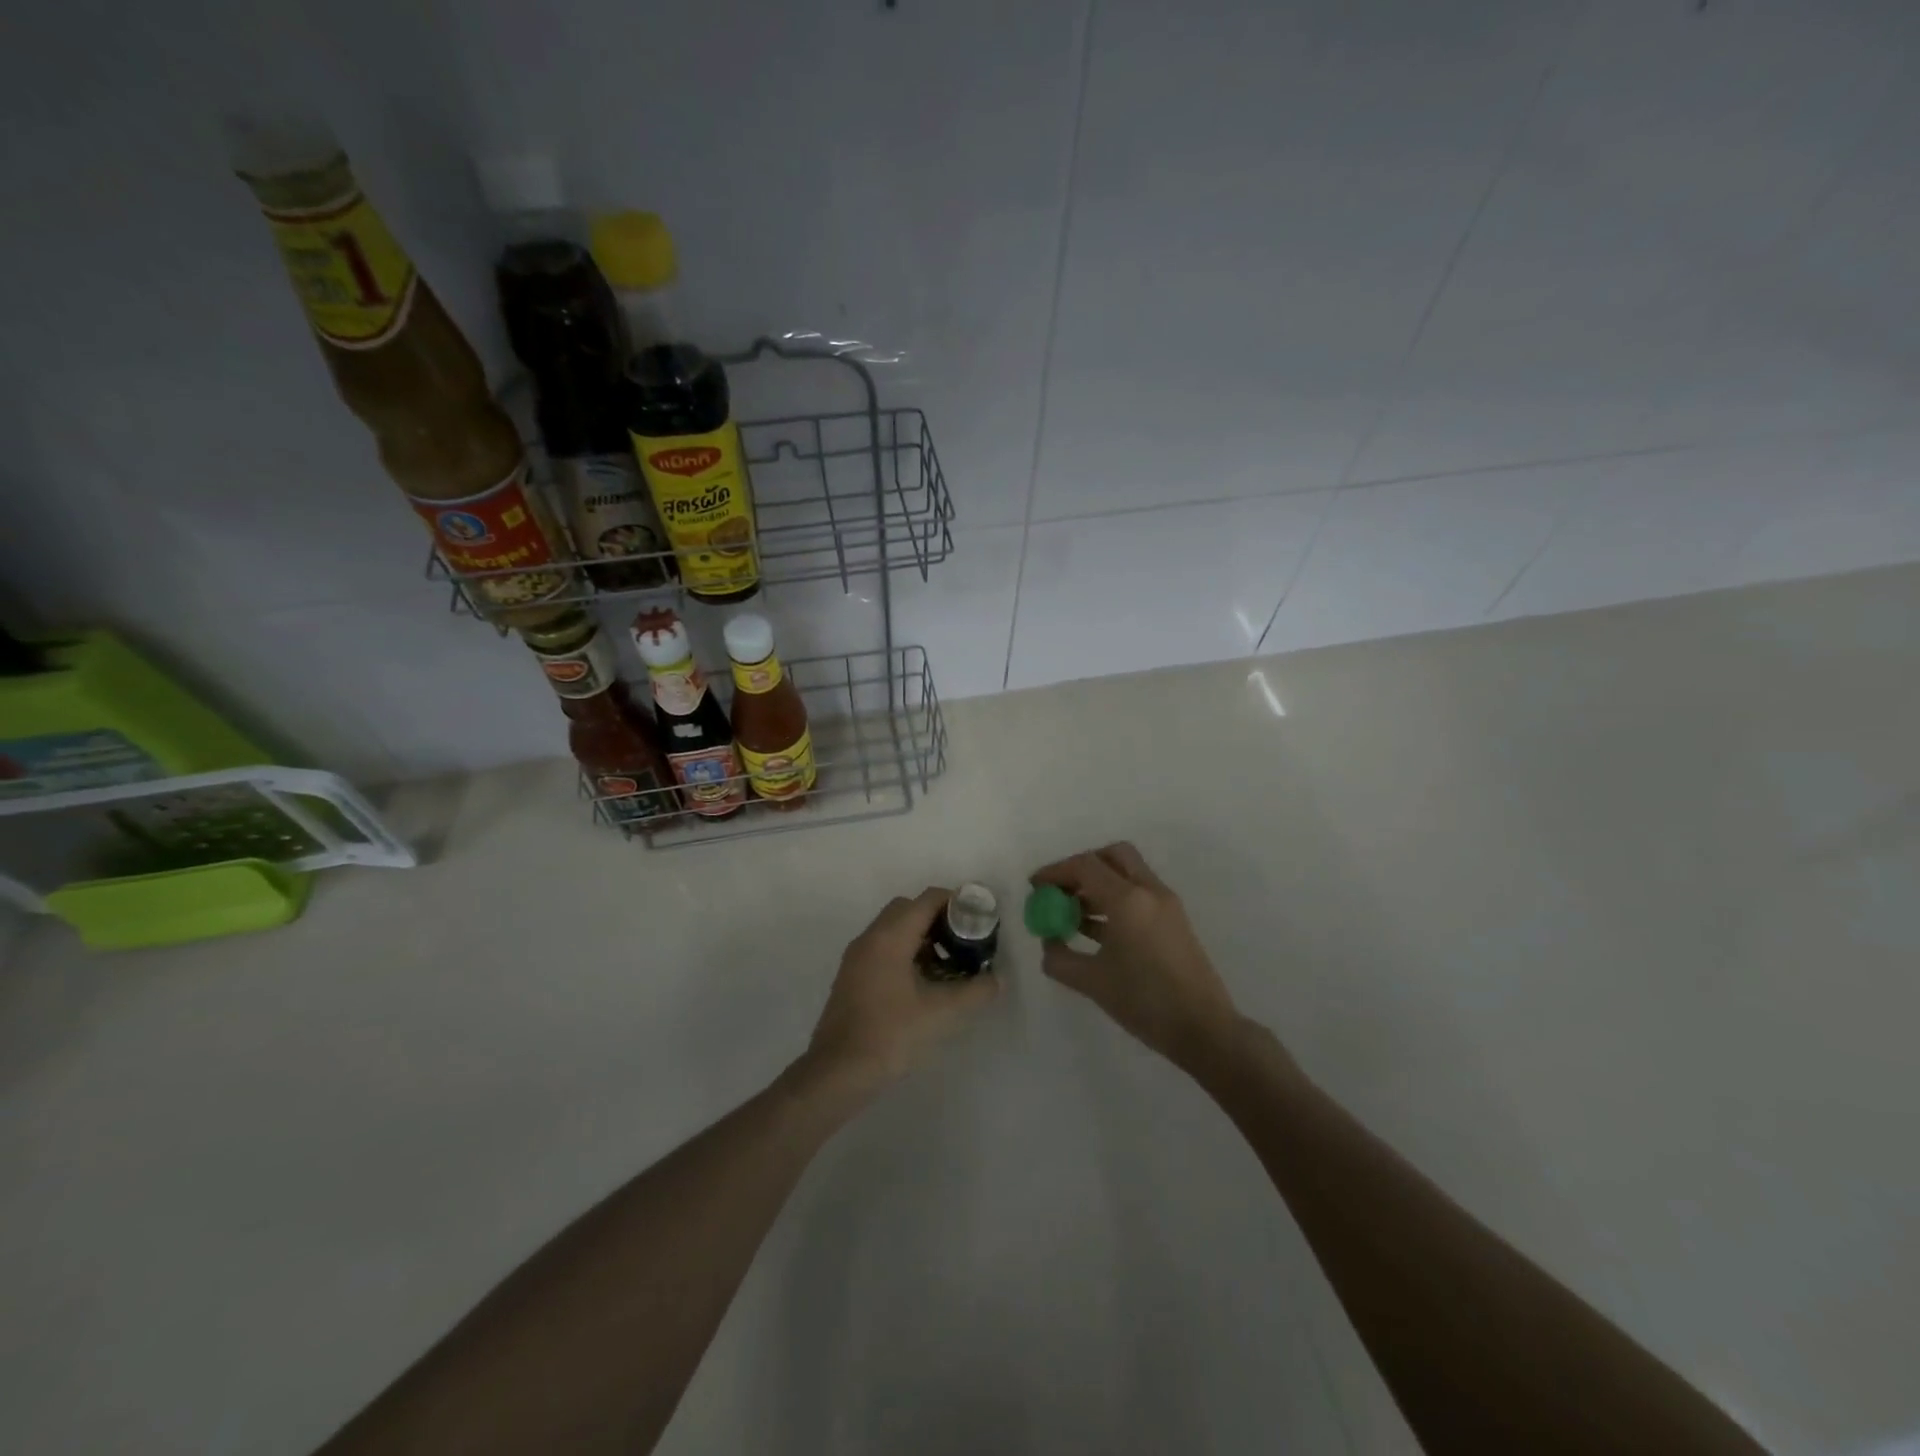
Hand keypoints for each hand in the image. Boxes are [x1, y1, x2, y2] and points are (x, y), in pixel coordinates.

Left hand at [801, 887, 999, 1095]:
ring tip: (948, 966)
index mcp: (890, 936)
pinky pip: (883, 949)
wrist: (838, 1072)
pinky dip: (905, 954)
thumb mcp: (942, 1012)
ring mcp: (857, 957)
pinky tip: (923, 985)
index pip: (927, 899)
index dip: (956, 903)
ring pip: (894, 930)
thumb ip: (975, 991)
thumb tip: (997, 979)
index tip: (978, 921)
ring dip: (921, 938)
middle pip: (909, 909)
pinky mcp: (852, 977)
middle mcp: (870, 938)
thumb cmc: (891, 1034)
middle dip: (939, 919)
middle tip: (964, 942)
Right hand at [1032, 843, 1241, 1070]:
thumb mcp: (1092, 982)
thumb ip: (1060, 958)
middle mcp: (1149, 891)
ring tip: (1072, 914)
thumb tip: (1048, 942)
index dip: (1055, 872)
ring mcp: (1166, 905)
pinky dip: (1115, 899)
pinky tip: (1096, 930)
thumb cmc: (1145, 1002)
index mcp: (1129, 899)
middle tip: (1061, 890)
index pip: (1085, 866)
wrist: (1204, 1029)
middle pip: (1112, 856)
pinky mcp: (1174, 921)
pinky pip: (1139, 894)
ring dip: (1098, 884)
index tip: (1035, 887)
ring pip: (1127, 874)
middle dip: (1082, 867)